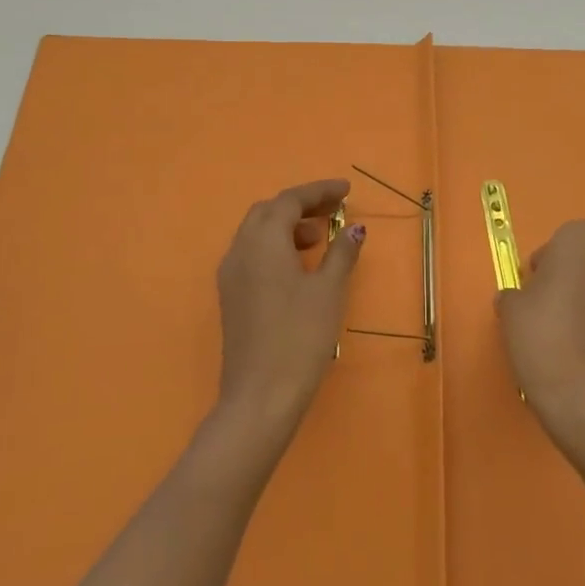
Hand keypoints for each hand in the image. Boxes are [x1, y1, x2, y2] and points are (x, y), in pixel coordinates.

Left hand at [214, 178, 363, 439]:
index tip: (346, 191)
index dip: (319, 191)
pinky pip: (252, 254)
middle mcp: (240, 249)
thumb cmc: (300, 336)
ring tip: (320, 240)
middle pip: (268, 211)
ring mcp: (230, 274)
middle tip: (333, 211)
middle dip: (301, 205)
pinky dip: (276, 247)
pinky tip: (298, 267)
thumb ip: (341, 252)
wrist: (260, 395)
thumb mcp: (329, 290)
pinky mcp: (231, 296)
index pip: (290, 200)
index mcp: (263, 241)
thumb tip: (354, 228)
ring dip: (287, 226)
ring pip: (257, 233)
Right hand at [496, 220, 584, 449]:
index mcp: (582, 239)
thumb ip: (516, 293)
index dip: (549, 259)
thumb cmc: (542, 336)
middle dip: (575, 272)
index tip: (535, 284)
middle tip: (552, 303)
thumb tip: (520, 299)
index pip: (565, 237)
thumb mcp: (510, 309)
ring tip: (571, 329)